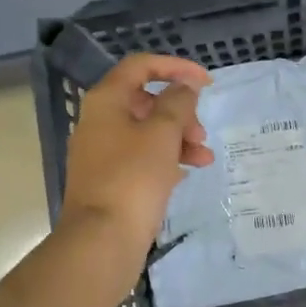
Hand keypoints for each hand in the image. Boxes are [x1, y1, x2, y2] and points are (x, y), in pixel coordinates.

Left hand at [61, 53, 213, 250]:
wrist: (102, 240)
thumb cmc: (133, 178)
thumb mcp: (162, 134)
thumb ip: (178, 103)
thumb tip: (185, 86)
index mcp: (106, 101)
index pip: (141, 66)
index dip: (175, 67)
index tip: (206, 82)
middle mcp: (99, 121)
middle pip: (146, 100)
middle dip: (180, 111)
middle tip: (201, 132)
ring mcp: (102, 152)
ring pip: (147, 131)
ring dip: (179, 138)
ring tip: (204, 158)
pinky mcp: (110, 179)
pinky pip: (142, 157)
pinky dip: (166, 158)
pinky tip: (187, 173)